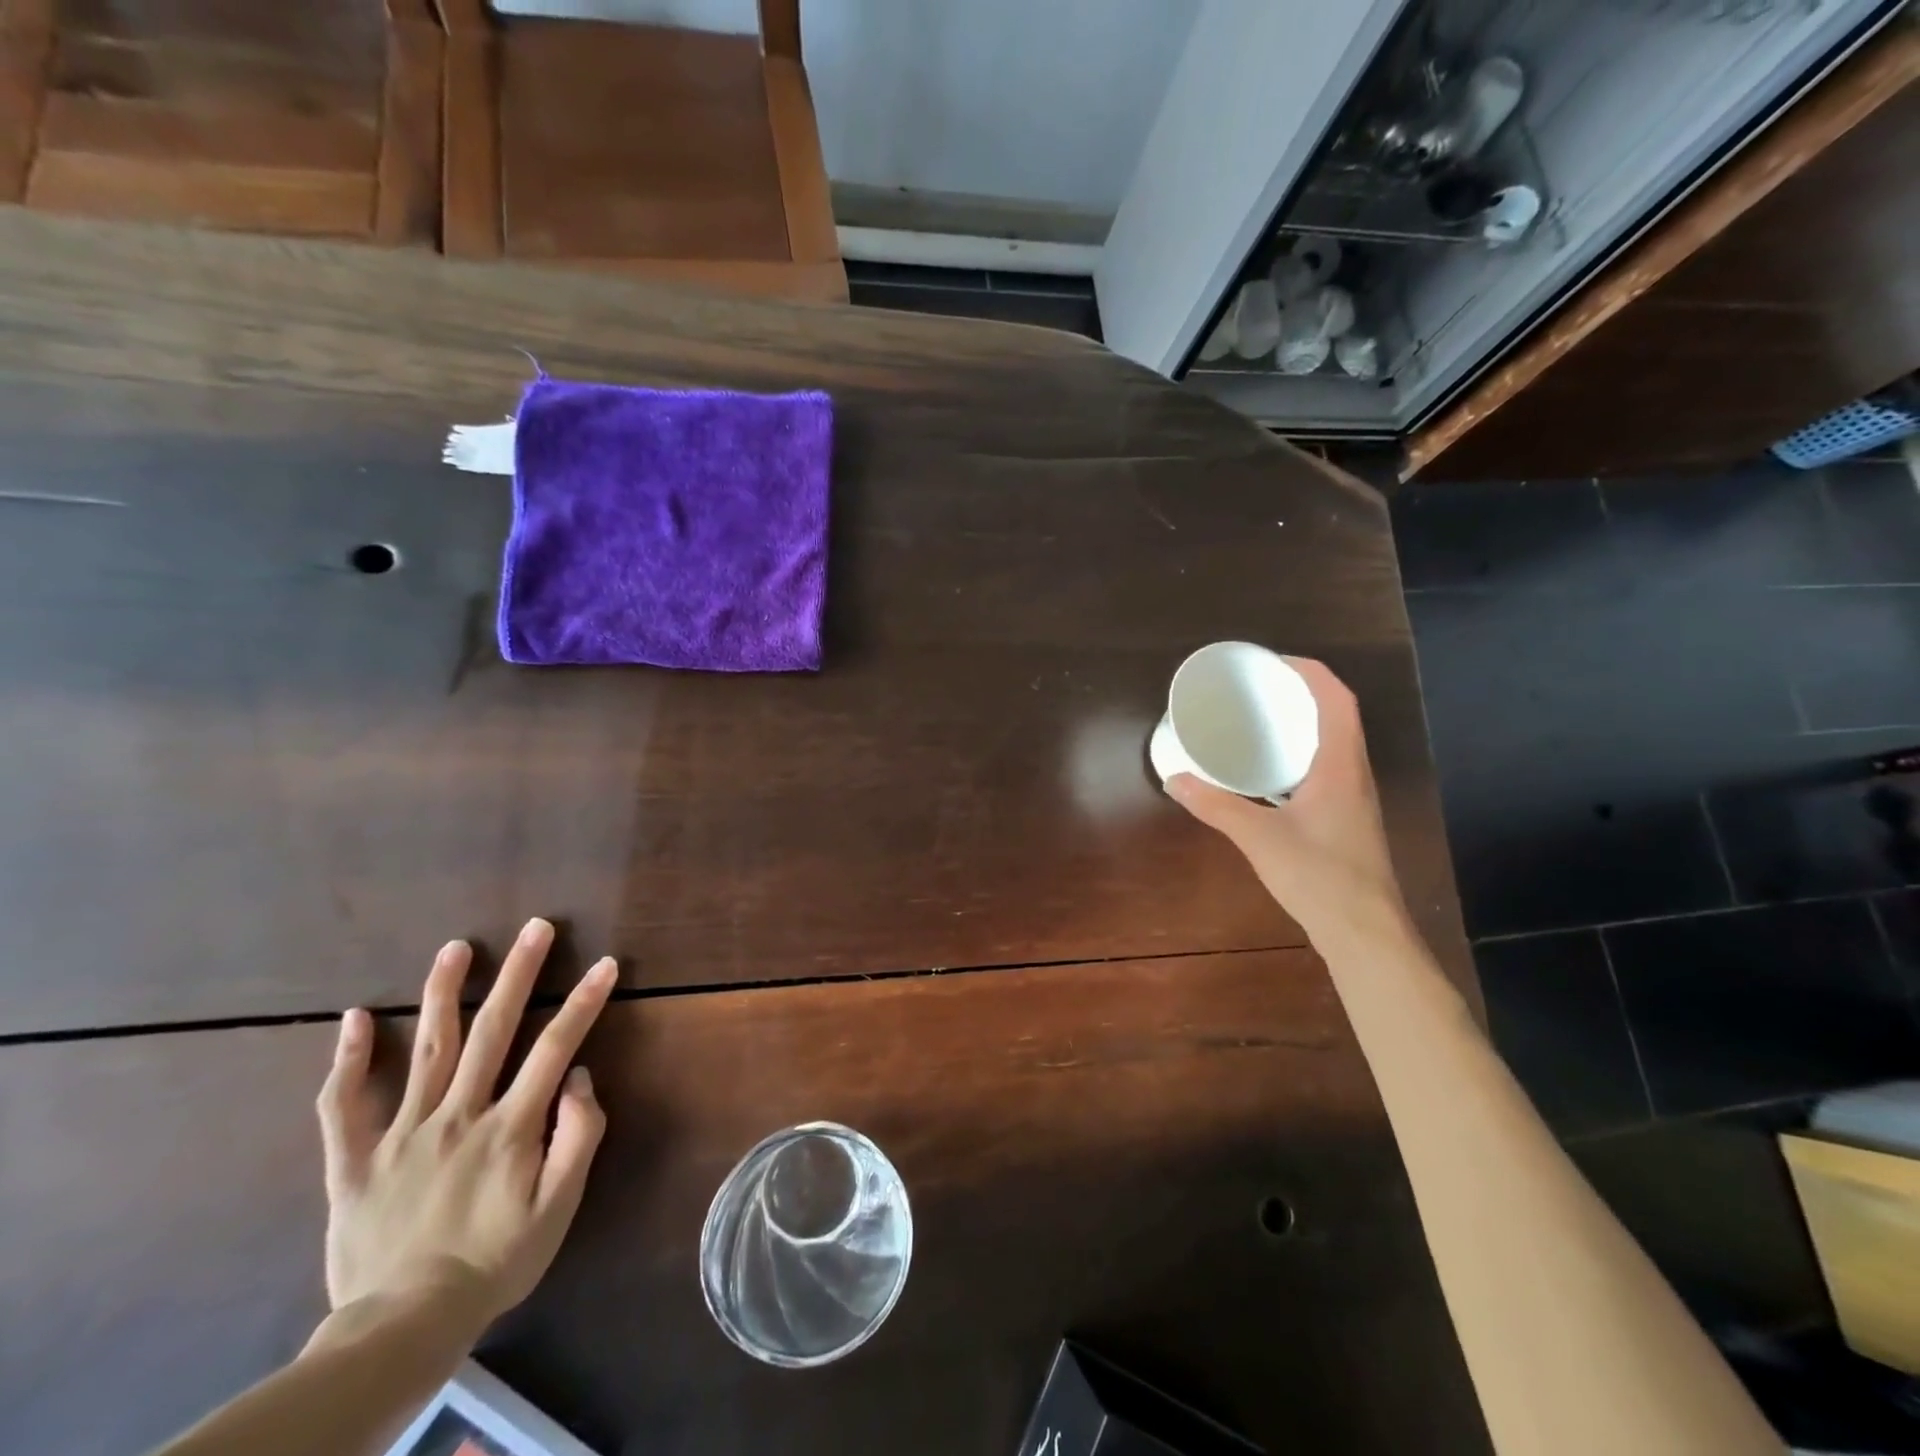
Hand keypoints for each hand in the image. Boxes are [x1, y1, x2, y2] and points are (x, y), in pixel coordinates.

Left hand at [315, 918, 617, 1327]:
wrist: (404, 1325)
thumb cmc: (496, 1261)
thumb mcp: (559, 1208)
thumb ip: (578, 1136)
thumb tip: (579, 1075)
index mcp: (510, 1127)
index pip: (555, 1047)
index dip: (584, 1002)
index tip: (605, 963)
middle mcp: (459, 1115)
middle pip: (493, 1030)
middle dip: (519, 973)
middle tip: (535, 927)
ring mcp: (402, 1133)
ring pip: (426, 1049)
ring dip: (443, 992)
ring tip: (456, 947)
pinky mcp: (354, 1160)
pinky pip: (342, 1106)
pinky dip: (347, 1060)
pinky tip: (354, 1017)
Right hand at [1167, 657, 1411, 947]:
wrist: (1365, 933)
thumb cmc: (1320, 876)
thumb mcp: (1260, 837)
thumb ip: (1216, 806)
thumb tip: (1174, 780)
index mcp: (1341, 765)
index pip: (1338, 699)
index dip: (1311, 672)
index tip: (1273, 662)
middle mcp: (1354, 774)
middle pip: (1337, 716)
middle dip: (1301, 693)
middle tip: (1257, 689)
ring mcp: (1354, 799)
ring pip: (1333, 744)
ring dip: (1302, 725)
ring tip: (1260, 722)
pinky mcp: (1346, 820)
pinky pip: (1325, 769)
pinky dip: (1300, 755)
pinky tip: (1270, 774)